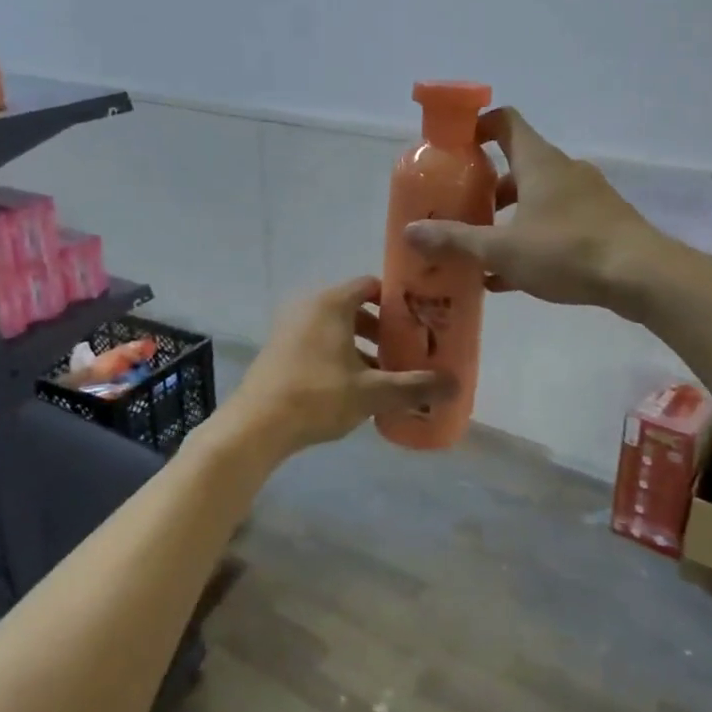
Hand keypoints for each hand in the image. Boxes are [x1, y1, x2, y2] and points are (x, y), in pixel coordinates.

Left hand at [225, 276, 456, 458]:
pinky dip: (340, 356)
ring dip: (363, 346)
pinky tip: (356, 387)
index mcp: (331, 303)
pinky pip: (319, 342)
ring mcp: (290, 328)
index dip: (398, 301)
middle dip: (383, 329)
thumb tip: (456, 385)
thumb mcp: (372, 393)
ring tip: (387, 373)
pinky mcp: (280, 350)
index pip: (371, 285)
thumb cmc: (317, 396)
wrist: (255, 426)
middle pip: (355, 308)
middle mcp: (309, 306)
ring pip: (337, 328)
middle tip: (409, 350)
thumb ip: (414, 386)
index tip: (421, 319)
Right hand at [405, 108, 662, 312]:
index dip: (477, 127)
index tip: (454, 148)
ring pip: (536, 199)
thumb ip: (455, 240)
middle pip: (517, 165)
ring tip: (480, 250)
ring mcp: (587, 198)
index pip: (505, 121)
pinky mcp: (601, 225)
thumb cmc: (566, 251)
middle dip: (485, 188)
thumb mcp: (502, 249)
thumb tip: (409, 232)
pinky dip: (531, 240)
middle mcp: (564, 171)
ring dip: (507, 219)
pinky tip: (508, 277)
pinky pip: (556, 225)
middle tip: (459, 210)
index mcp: (539, 162)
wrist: (642, 276)